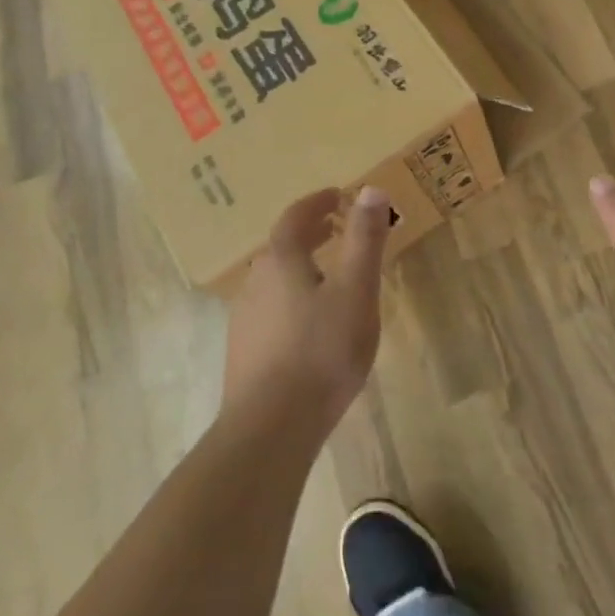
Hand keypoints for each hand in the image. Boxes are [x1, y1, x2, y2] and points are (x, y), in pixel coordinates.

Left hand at [223, 186, 393, 429]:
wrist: (270, 427)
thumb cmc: (321, 350)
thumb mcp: (355, 290)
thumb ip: (364, 239)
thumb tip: (370, 189)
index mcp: (282, 260)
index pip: (296, 217)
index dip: (317, 202)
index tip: (337, 195)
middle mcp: (256, 281)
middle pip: (282, 246)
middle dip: (309, 233)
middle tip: (335, 229)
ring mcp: (245, 318)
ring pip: (275, 279)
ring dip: (300, 266)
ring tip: (327, 275)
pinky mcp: (244, 351)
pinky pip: (271, 309)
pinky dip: (292, 298)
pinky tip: (309, 324)